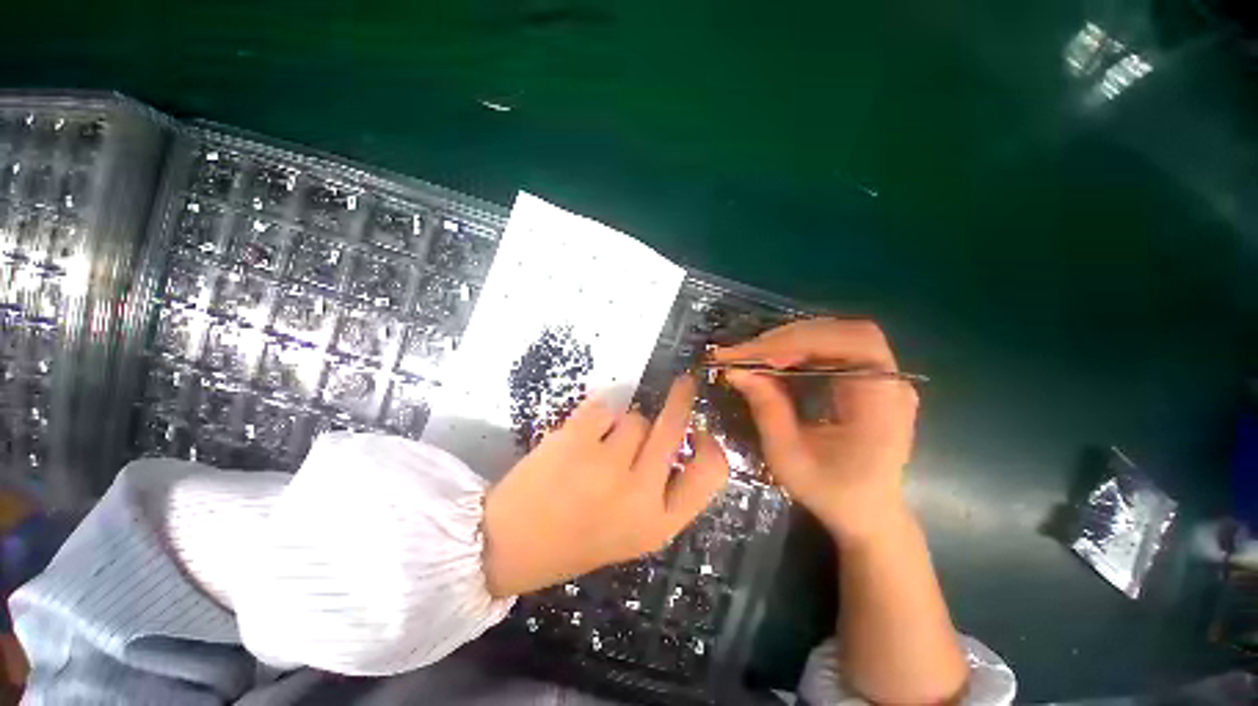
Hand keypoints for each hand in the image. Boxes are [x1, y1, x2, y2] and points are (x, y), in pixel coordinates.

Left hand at [482, 377, 728, 596]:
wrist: (510, 545)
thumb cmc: (576, 539)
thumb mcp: (633, 531)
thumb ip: (662, 492)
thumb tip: (682, 441)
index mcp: (658, 523)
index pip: (711, 473)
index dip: (711, 446)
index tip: (701, 431)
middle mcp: (640, 493)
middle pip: (673, 428)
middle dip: (681, 399)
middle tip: (683, 383)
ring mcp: (606, 464)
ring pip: (635, 418)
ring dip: (623, 426)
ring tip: (598, 448)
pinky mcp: (576, 440)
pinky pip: (604, 408)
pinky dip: (596, 417)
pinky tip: (581, 438)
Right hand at [713, 319, 917, 543]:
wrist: (868, 514)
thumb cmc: (831, 492)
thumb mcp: (788, 456)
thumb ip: (765, 408)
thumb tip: (735, 370)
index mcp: (882, 404)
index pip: (852, 345)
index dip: (800, 341)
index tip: (753, 354)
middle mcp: (891, 383)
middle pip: (845, 333)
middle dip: (791, 338)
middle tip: (749, 353)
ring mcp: (883, 379)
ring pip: (839, 335)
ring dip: (793, 340)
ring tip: (757, 355)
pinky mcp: (869, 380)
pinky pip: (835, 349)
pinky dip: (801, 349)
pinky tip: (778, 361)